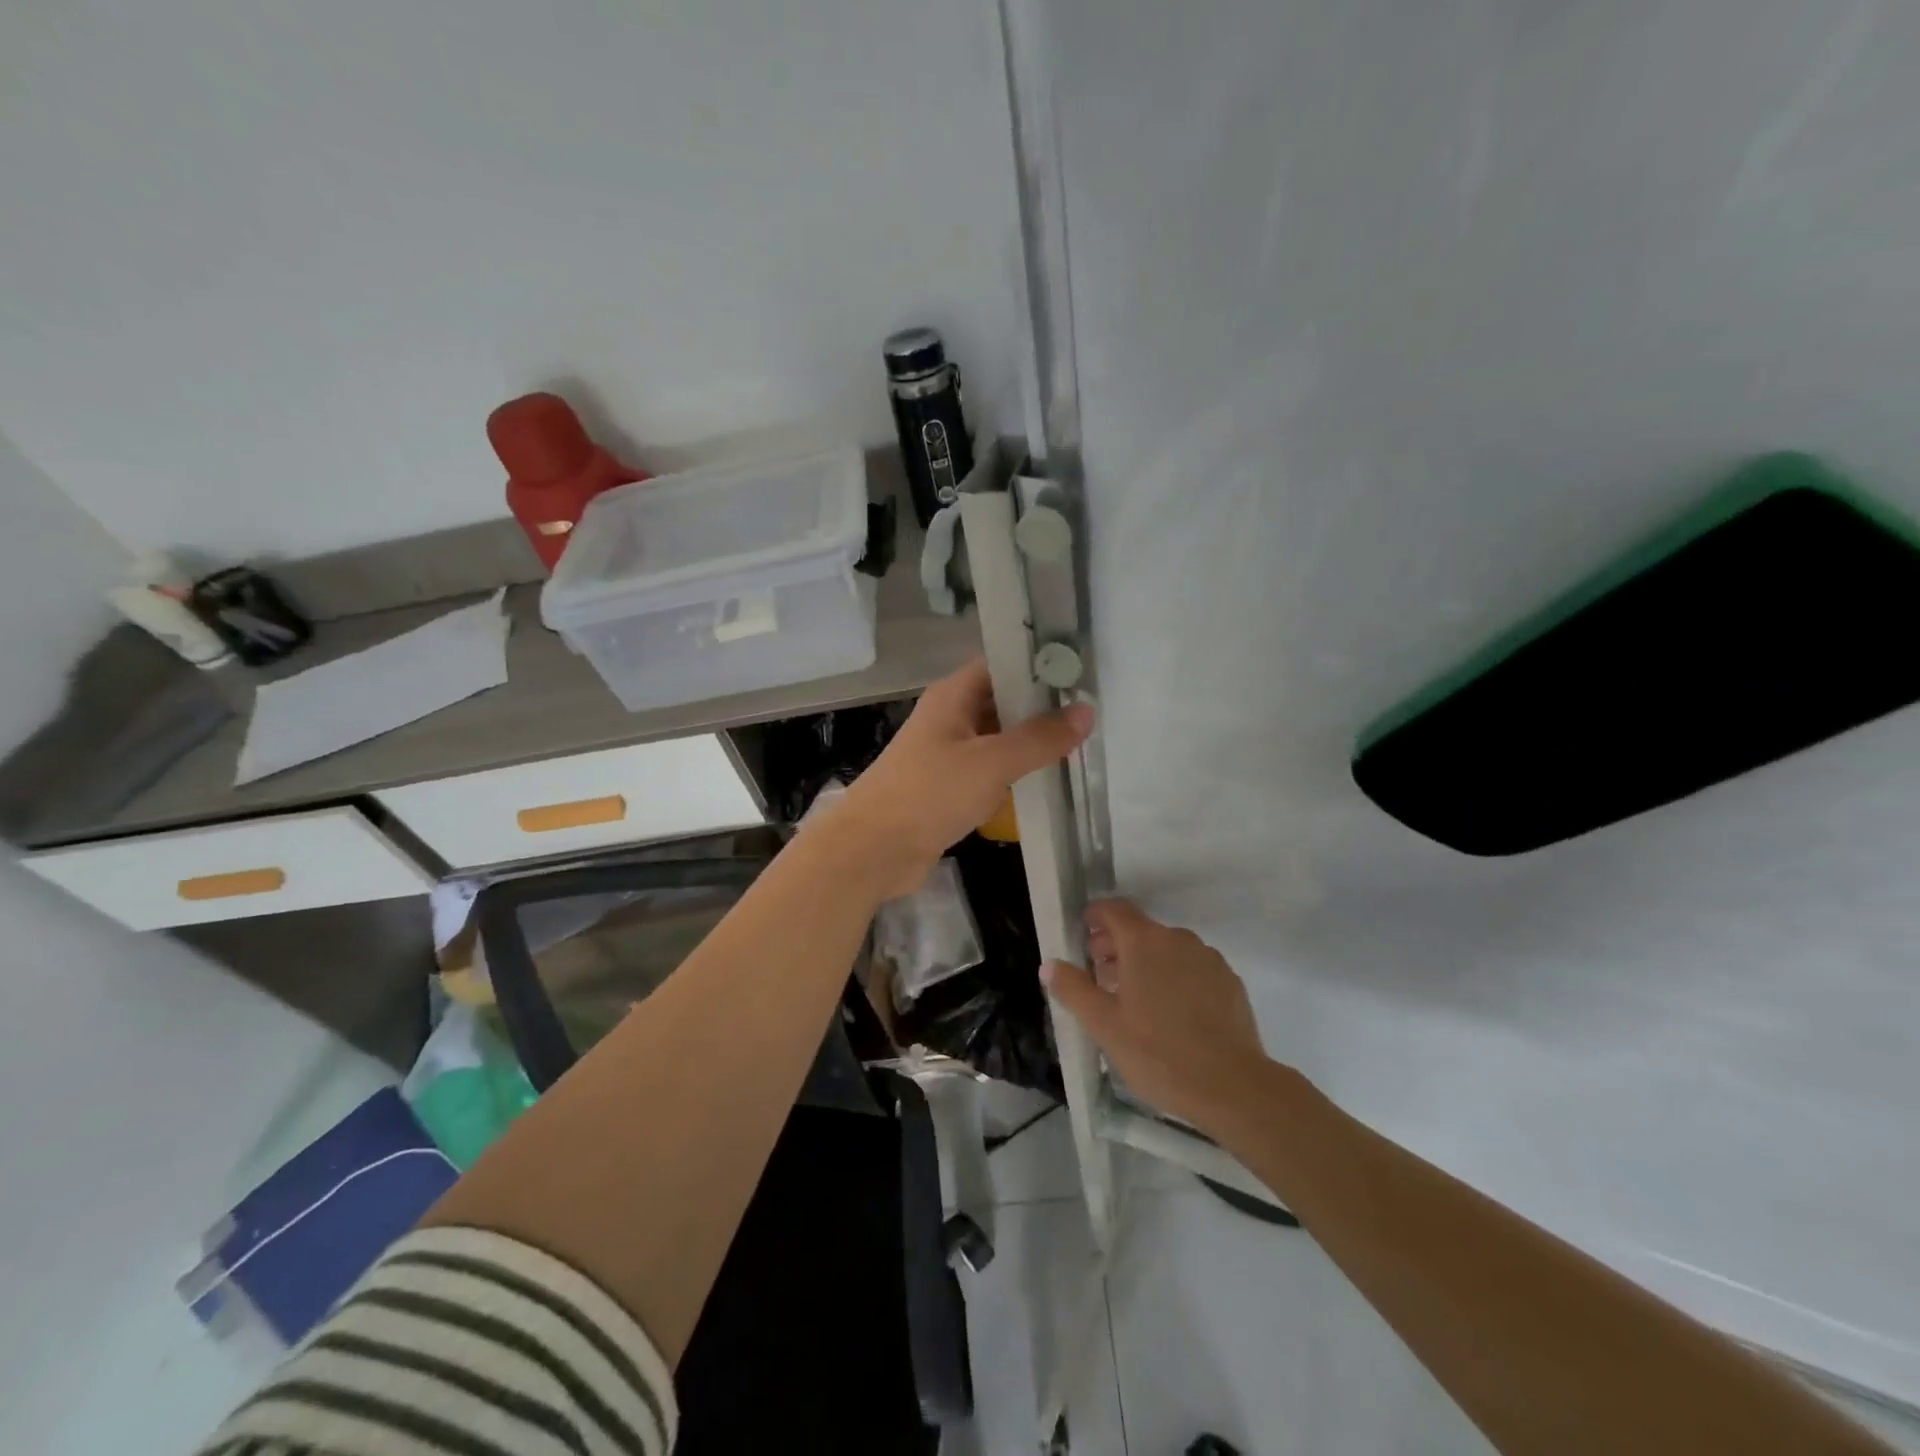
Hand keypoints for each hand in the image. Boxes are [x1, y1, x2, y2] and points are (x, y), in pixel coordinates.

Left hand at [832, 658, 1092, 899]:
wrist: (873, 850)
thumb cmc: (929, 793)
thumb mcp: (992, 762)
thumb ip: (1039, 738)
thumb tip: (1086, 711)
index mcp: (952, 696)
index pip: (1001, 664)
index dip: (1039, 664)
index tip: (1083, 672)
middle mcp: (949, 718)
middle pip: (1001, 701)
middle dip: (1042, 707)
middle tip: (1093, 712)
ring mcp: (946, 754)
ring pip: (997, 739)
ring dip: (1030, 743)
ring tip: (1082, 745)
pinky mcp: (947, 788)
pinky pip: (988, 772)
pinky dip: (1014, 774)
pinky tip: (1047, 782)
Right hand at [1043, 899, 1273, 1136]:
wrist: (1233, 1087)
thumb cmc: (1158, 1053)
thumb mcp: (1103, 1025)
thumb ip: (1074, 989)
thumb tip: (1050, 964)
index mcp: (1144, 941)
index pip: (1114, 909)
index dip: (1095, 918)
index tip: (1084, 939)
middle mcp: (1178, 939)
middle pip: (1140, 930)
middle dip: (1116, 947)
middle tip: (1102, 980)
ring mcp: (1208, 959)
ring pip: (1167, 950)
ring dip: (1146, 964)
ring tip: (1136, 1002)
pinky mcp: (1229, 982)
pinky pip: (1193, 968)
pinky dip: (1175, 978)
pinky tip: (1172, 1016)